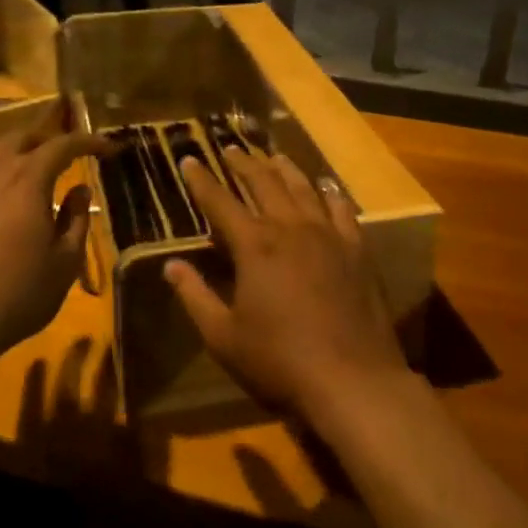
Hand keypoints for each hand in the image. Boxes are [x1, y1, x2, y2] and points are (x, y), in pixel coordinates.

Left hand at [0, 126, 109, 365]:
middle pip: (20, 138)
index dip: (87, 142)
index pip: (62, 145)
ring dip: (11, 150)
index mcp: (27, 180)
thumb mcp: (64, 263)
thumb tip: (80, 190)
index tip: (106, 147)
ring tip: (25, 166)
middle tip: (63, 156)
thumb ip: (76, 219)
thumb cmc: (16, 294)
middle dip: (46, 141)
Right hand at [164, 149, 404, 421]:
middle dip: (243, 164)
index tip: (189, 159)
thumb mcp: (224, 336)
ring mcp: (328, 235)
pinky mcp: (356, 249)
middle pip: (263, 183)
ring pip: (302, 188)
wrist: (353, 379)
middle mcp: (291, 228)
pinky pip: (341, 209)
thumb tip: (170, 265)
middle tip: (230, 149)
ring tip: (272, 156)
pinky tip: (325, 185)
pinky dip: (329, 192)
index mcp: (255, 246)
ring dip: (284, 169)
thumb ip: (195, 296)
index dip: (201, 180)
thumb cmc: (280, 361)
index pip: (220, 202)